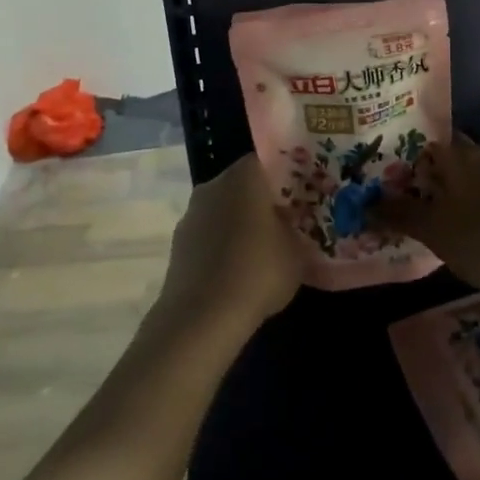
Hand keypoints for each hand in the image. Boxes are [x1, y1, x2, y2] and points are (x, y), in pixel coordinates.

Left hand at [155, 153, 302, 332]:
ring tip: (262, 251)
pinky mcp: (178, 243)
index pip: (267, 161)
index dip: (287, 176)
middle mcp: (213, 185)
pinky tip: (237, 271)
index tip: (302, 194)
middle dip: (263, 201)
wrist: (201, 318)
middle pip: (244, 185)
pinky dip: (222, 246)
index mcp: (244, 176)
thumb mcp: (297, 253)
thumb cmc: (257, 272)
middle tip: (286, 222)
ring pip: (224, 210)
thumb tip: (294, 227)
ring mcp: (191, 214)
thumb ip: (298, 231)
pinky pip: (208, 235)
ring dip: (240, 224)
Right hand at [372, 138, 479, 302]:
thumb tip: (366, 202)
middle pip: (462, 160)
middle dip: (446, 179)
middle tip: (431, 207)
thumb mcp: (435, 232)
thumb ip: (401, 214)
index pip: (433, 146)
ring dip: (474, 195)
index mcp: (463, 157)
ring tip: (461, 225)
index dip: (418, 162)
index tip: (407, 184)